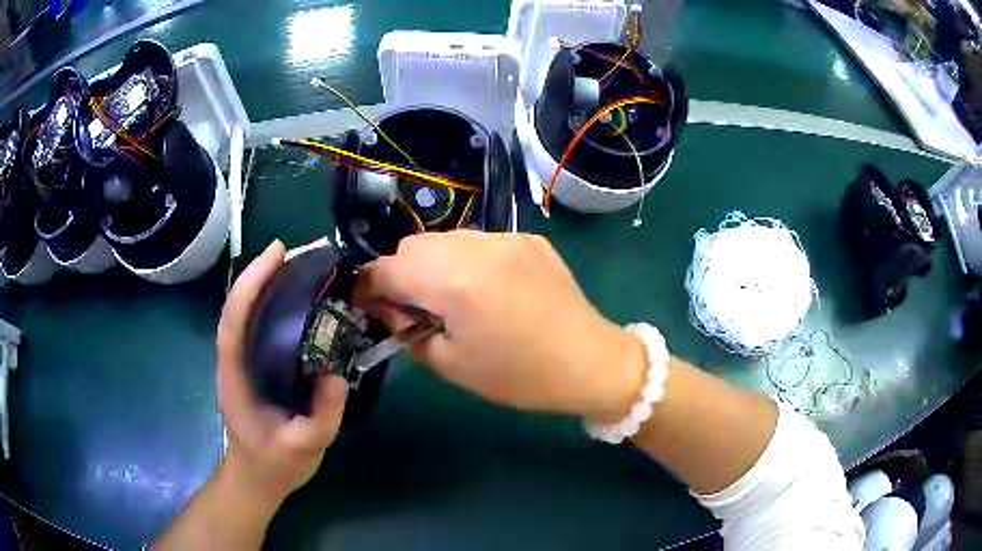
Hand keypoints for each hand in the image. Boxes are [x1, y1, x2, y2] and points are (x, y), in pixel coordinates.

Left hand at [217, 240, 347, 503]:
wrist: (259, 476)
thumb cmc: (273, 462)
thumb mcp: (301, 448)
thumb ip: (320, 418)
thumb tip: (336, 375)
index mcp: (235, 372)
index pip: (235, 316)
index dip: (252, 281)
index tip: (279, 252)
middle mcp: (237, 357)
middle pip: (245, 302)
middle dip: (270, 270)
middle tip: (309, 249)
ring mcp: (248, 359)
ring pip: (256, 309)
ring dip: (278, 280)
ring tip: (312, 263)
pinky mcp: (261, 363)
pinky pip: (269, 324)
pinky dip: (285, 301)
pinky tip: (310, 297)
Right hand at [358, 231, 646, 420]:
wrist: (590, 362)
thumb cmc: (518, 375)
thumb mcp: (451, 364)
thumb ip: (407, 330)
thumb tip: (385, 308)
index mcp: (454, 280)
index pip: (386, 268)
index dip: (368, 287)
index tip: (367, 306)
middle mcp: (476, 245)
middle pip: (413, 245)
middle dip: (401, 274)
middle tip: (414, 309)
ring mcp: (506, 236)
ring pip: (445, 238)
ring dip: (433, 264)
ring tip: (451, 298)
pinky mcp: (528, 238)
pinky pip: (479, 241)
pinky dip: (466, 260)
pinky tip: (486, 289)